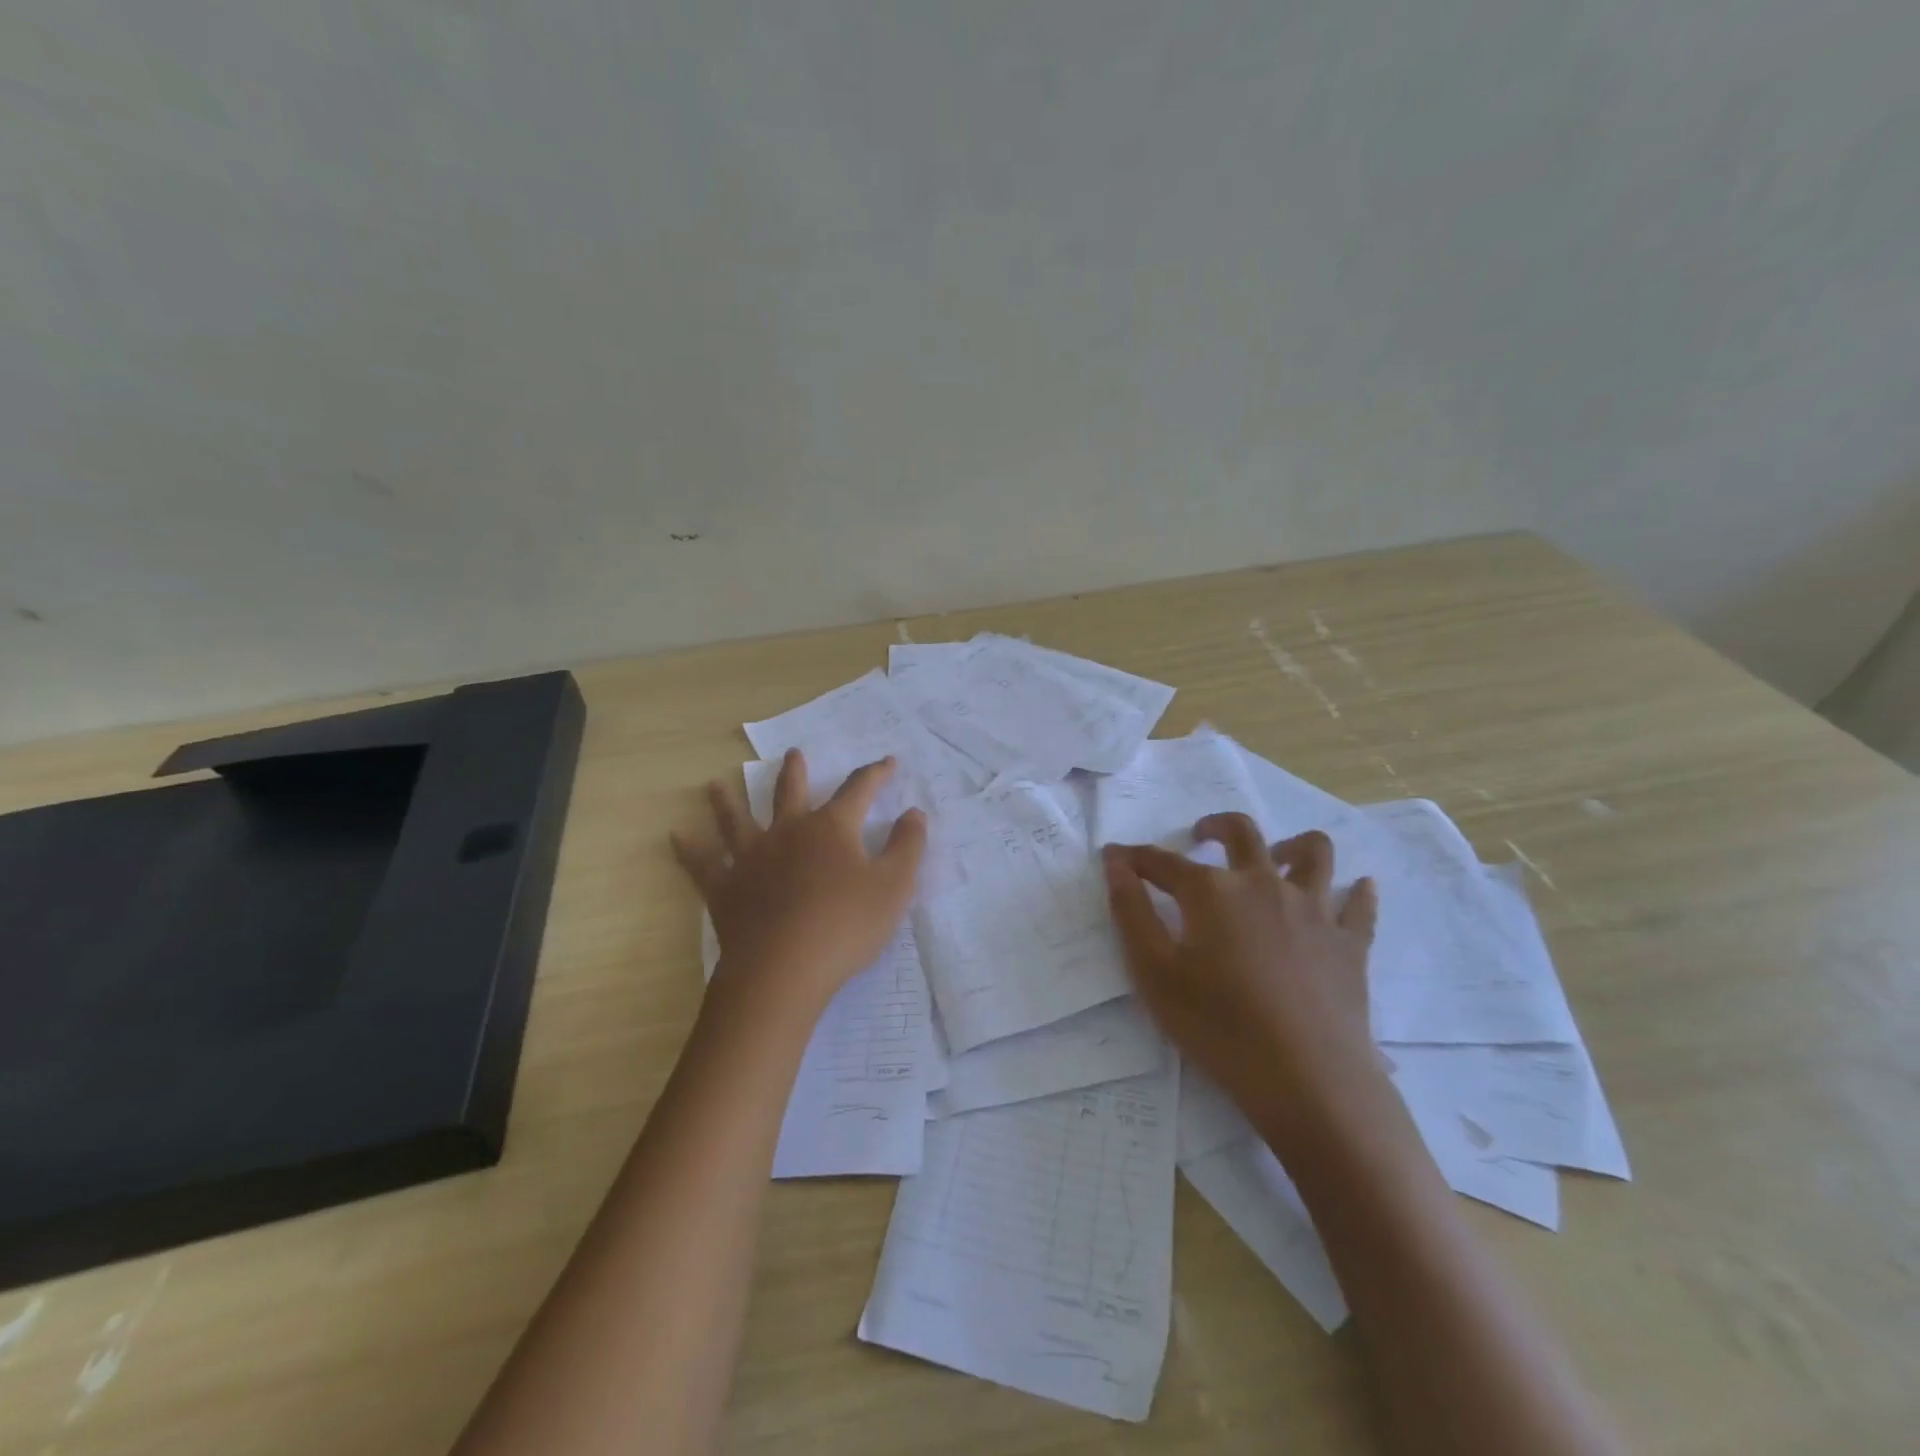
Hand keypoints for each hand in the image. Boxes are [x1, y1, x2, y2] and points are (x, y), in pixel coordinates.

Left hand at [673, 750, 926, 1016]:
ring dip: (727, 800)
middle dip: (795, 772)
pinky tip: (675, 836)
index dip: (876, 774)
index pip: (858, 790)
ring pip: (736, 819)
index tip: (888, 762)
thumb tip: (914, 813)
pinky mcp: (725, 888)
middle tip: (793, 753)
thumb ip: (908, 846)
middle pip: (790, 792)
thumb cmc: (845, 926)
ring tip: (715, 784)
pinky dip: (688, 849)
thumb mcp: (894, 887)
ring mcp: (751, 857)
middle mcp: (788, 831)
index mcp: (831, 828)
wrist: (783, 969)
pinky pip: (701, 863)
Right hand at [1102, 816, 1381, 1139]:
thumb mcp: (1154, 973)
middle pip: (1242, 833)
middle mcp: (1263, 884)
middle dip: (1216, 825)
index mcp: (1212, 892)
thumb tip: (1115, 863)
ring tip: (1277, 856)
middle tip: (1201, 835)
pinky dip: (1356, 892)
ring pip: (1312, 853)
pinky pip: (1359, 906)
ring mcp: (1313, 910)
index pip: (1163, 862)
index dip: (1135, 857)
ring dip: (1291, 845)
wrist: (1308, 1080)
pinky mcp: (1349, 944)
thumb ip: (1130, 912)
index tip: (1115, 855)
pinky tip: (1356, 889)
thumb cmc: (1218, 1027)